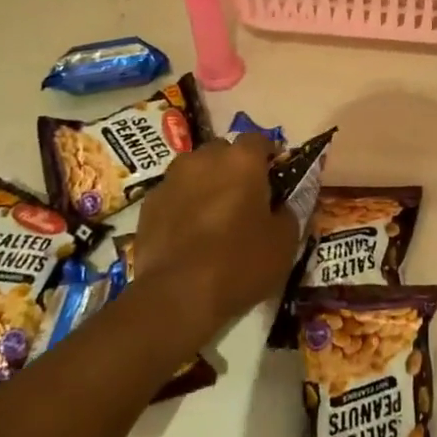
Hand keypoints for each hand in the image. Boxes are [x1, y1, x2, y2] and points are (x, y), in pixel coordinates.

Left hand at [132, 136, 299, 336]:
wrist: (176, 296)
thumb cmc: (239, 263)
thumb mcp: (284, 242)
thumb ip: (287, 212)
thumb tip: (280, 206)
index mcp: (242, 160)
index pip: (259, 140)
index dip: (268, 156)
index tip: (274, 178)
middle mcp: (205, 158)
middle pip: (223, 151)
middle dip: (234, 167)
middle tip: (243, 198)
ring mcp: (172, 178)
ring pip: (195, 170)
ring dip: (206, 183)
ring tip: (212, 215)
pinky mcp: (148, 203)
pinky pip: (173, 193)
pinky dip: (182, 204)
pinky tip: (187, 233)